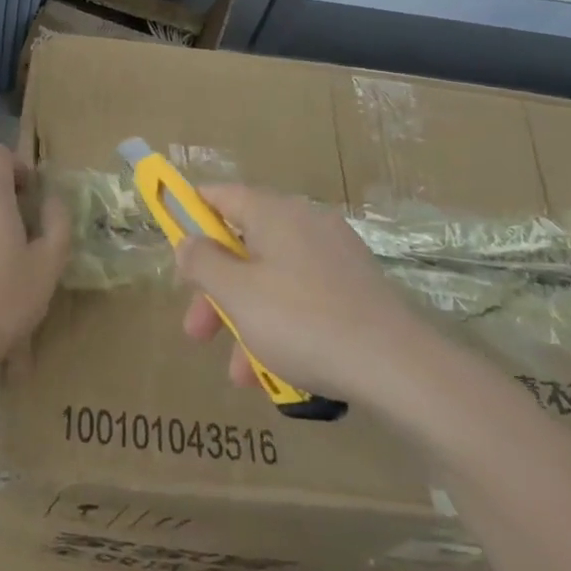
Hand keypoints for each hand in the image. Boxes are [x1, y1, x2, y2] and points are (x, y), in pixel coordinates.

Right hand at [175, 184, 441, 409]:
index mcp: (274, 213)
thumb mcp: (238, 294)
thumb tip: (188, 242)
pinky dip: (280, 326)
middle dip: (215, 290)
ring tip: (239, 374)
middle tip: (196, 331)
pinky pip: (302, 298)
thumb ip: (203, 263)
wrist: (398, 367)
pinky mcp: (354, 288)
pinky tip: (276, 372)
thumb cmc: (303, 322)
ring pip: (271, 279)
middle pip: (243, 245)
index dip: (190, 214)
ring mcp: (334, 256)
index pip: (220, 196)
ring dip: (246, 320)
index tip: (172, 244)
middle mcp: (305, 223)